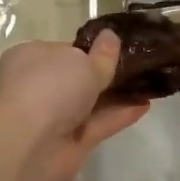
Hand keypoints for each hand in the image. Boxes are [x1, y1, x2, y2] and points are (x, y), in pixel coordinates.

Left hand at [0, 34, 148, 180]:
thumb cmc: (50, 87)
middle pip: (77, 78)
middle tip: (140, 66)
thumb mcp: (82, 63)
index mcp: (31, 58)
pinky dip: (119, 115)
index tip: (118, 49)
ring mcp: (53, 117)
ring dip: (117, 95)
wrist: (30, 144)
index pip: (63, 50)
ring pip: (90, 102)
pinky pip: (98, 124)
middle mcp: (39, 86)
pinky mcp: (69, 143)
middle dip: (105, 74)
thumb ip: (101, 55)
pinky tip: (145, 105)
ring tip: (149, 84)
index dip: (90, 50)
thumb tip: (110, 37)